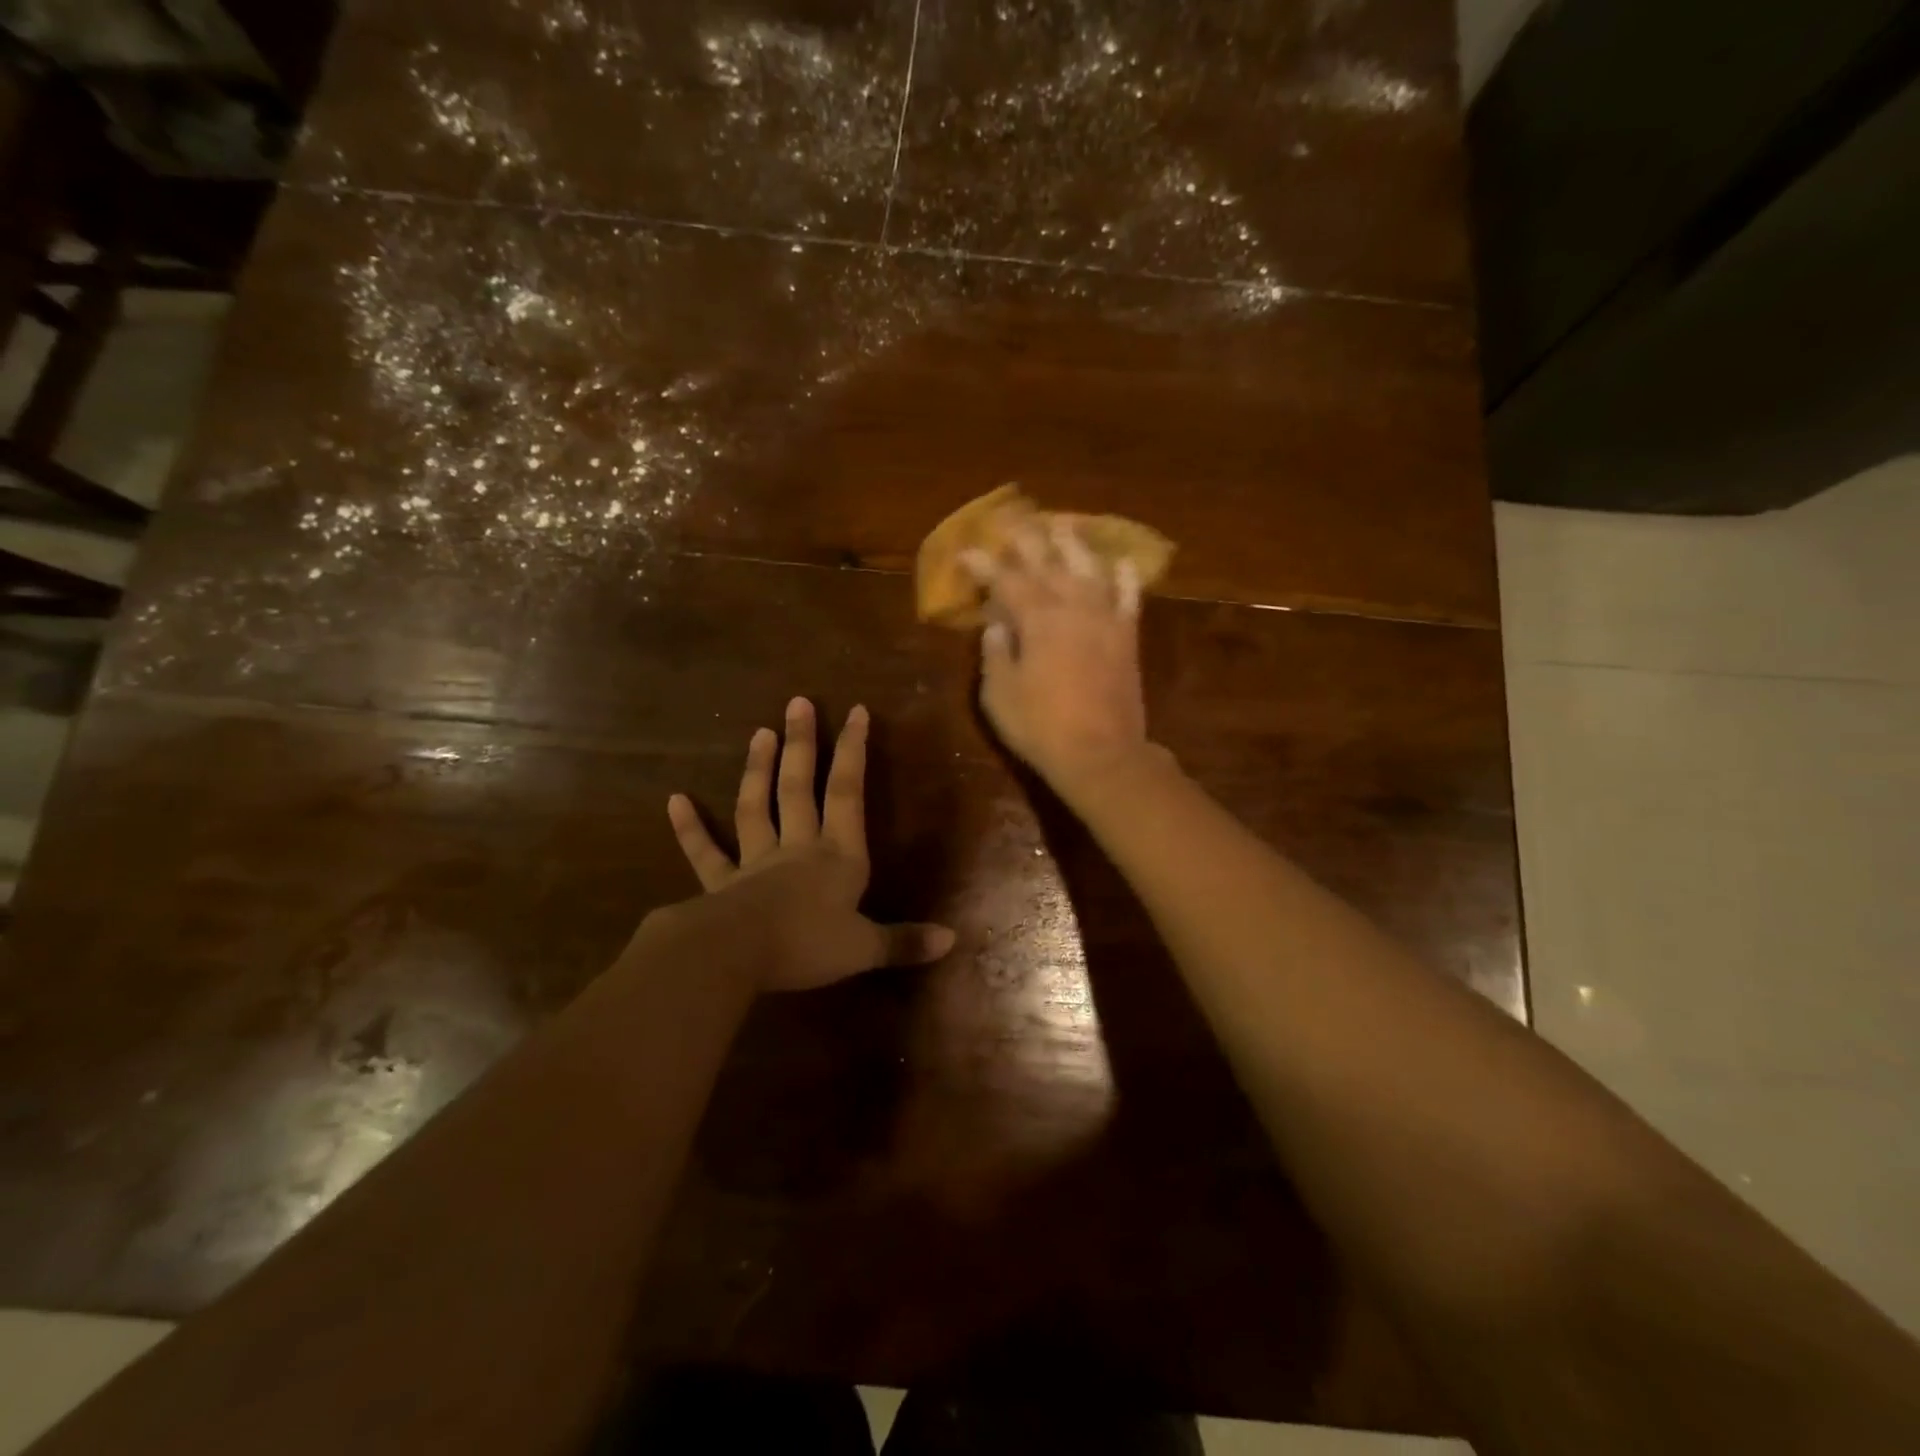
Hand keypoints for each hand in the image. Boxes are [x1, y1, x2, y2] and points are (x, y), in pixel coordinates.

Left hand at [664, 697, 955, 991]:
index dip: (854, 751)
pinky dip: (690, 828)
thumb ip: (905, 942)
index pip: (848, 793)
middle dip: (803, 745)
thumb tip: (952, 939)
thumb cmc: (806, 945)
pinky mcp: (721, 884)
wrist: (737, 957)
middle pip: (799, 788)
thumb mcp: (863, 948)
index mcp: (837, 856)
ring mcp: (755, 863)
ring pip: (756, 808)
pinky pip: (706, 853)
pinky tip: (675, 800)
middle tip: (797, 702)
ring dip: (758, 770)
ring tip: (760, 732)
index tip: (856, 711)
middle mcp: (797, 848)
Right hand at [965, 518, 1158, 800]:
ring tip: (1062, 524)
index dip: (984, 565)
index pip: (1006, 580)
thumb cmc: (1040, 727)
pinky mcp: (1127, 637)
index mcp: (1037, 618)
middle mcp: (1073, 607)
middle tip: (1014, 520)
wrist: (1101, 753)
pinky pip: (1129, 598)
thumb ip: (996, 652)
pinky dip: (1125, 578)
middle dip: (1028, 540)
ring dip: (1073, 544)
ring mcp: (1105, 619)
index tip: (967, 553)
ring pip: (1089, 569)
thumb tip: (998, 623)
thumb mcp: (999, 694)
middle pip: (1048, 563)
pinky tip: (1120, 562)